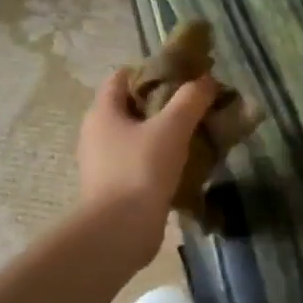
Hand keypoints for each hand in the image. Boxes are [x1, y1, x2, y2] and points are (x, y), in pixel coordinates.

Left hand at [75, 68, 216, 261]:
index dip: (152, 71)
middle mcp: (97, 134)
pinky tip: (187, 164)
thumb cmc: (140, 170)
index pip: (122, 77)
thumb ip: (190, 100)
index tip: (183, 76)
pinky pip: (141, 162)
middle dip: (164, 103)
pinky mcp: (115, 188)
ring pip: (138, 136)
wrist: (120, 232)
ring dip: (165, 133)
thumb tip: (205, 80)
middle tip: (196, 105)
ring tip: (197, 134)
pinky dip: (161, 159)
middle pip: (132, 106)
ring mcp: (105, 163)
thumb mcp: (171, 128)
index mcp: (102, 112)